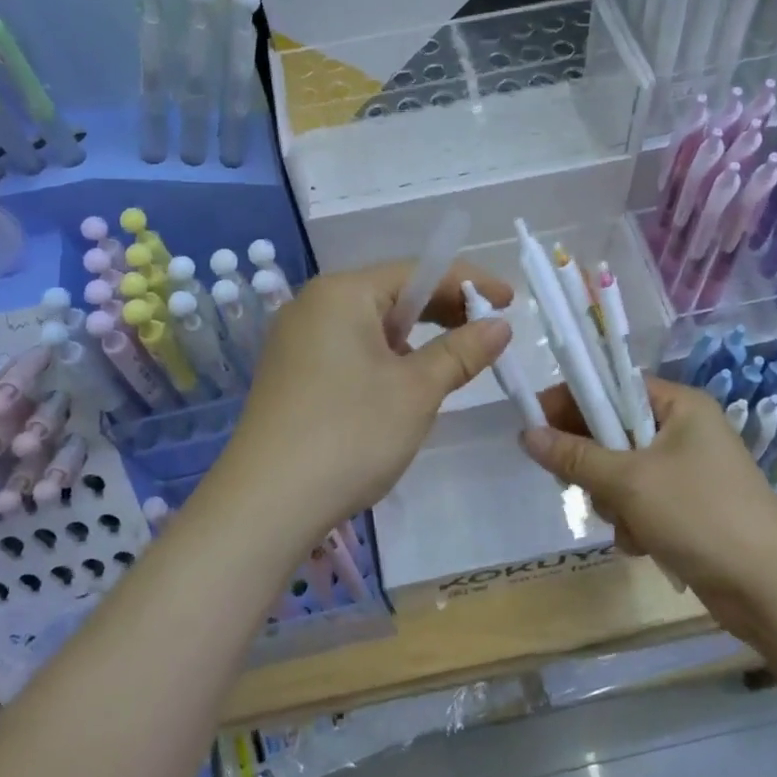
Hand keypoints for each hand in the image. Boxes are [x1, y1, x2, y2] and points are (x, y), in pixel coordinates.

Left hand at [218, 260, 514, 540]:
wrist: (266, 504)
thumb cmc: (350, 434)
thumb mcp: (416, 391)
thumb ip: (462, 352)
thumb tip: (499, 325)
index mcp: (342, 294)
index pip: (418, 272)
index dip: (469, 284)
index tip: (510, 302)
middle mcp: (313, 306)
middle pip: (391, 295)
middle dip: (443, 312)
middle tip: (487, 333)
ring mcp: (295, 342)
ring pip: (371, 327)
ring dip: (415, 340)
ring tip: (450, 366)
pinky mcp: (290, 375)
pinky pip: (349, 352)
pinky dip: (384, 361)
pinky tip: (402, 389)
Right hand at [519, 377, 776, 613]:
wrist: (769, 587)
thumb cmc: (699, 515)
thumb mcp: (628, 481)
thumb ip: (574, 456)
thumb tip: (526, 434)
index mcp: (680, 406)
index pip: (613, 387)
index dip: (572, 402)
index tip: (535, 424)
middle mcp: (686, 431)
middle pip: (614, 432)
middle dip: (594, 464)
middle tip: (577, 483)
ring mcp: (689, 473)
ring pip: (622, 473)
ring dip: (613, 500)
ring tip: (626, 523)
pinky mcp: (689, 510)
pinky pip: (641, 503)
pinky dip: (634, 522)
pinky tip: (642, 545)